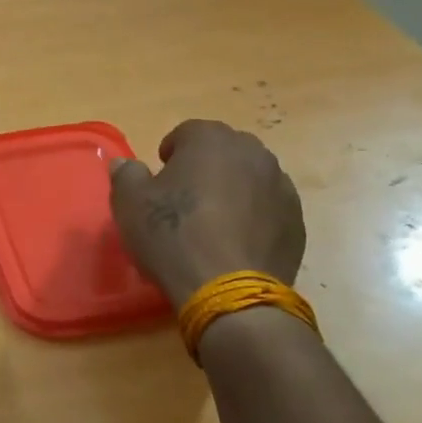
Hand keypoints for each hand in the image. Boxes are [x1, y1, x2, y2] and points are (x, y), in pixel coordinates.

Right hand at [108, 119, 305, 302]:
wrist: (229, 290)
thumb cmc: (172, 235)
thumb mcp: (130, 203)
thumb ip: (126, 174)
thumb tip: (125, 163)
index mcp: (210, 140)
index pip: (187, 132)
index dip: (170, 153)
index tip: (160, 180)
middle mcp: (252, 153)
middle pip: (223, 151)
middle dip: (205, 167)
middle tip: (184, 199)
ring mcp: (281, 186)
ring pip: (250, 178)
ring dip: (232, 190)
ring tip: (212, 222)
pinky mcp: (296, 220)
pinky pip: (268, 208)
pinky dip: (253, 217)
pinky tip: (235, 242)